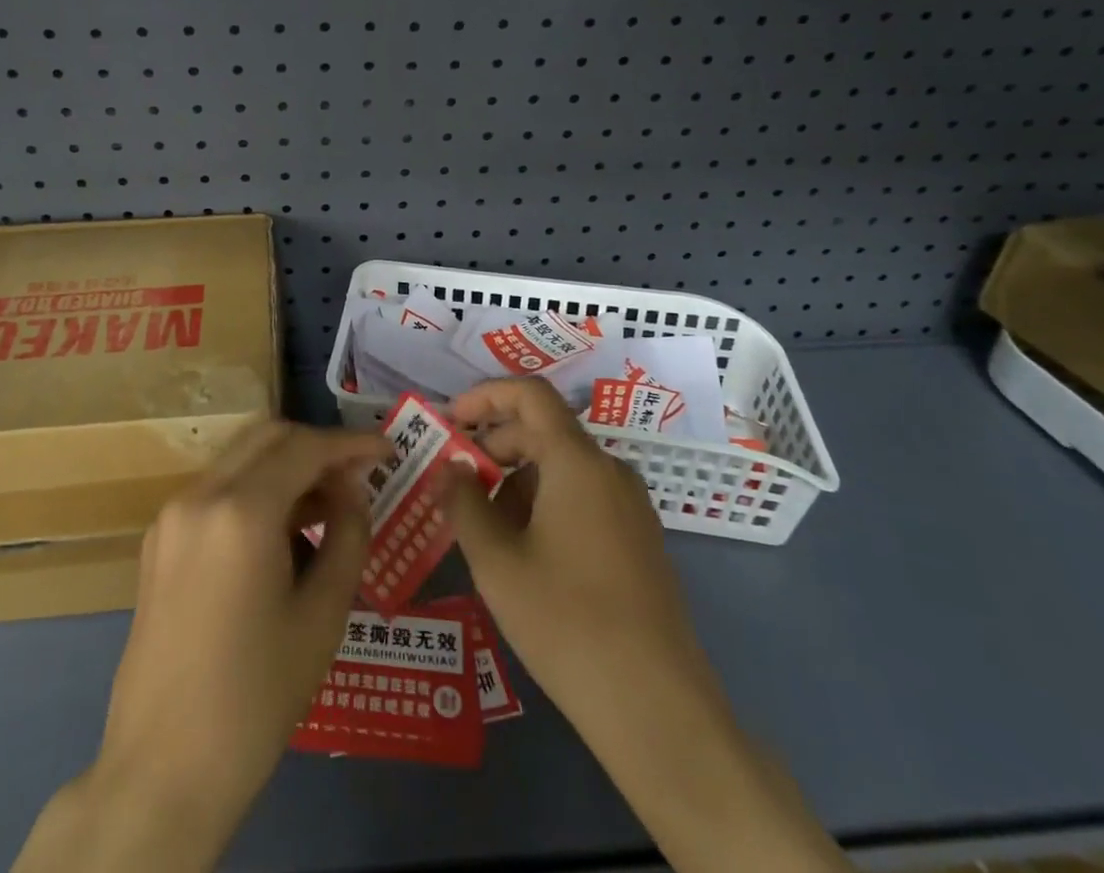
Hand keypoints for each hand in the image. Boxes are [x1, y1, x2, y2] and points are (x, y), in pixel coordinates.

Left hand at [15, 422, 389, 872]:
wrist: (162, 770)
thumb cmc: (256, 698)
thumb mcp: (322, 616)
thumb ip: (347, 534)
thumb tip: (353, 487)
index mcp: (241, 511)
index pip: (306, 447)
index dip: (352, 443)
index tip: (388, 451)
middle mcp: (200, 494)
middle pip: (269, 435)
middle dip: (317, 446)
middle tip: (356, 477)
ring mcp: (172, 514)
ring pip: (241, 456)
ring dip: (286, 465)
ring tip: (327, 506)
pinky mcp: (159, 538)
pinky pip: (218, 487)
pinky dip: (256, 487)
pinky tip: (283, 530)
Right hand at [448, 377, 848, 872]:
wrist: (657, 708)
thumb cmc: (566, 621)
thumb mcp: (497, 561)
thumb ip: (463, 502)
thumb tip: (447, 467)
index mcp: (578, 461)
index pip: (530, 394)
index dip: (486, 396)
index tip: (451, 420)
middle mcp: (610, 470)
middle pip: (544, 431)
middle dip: (495, 447)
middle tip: (457, 484)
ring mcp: (631, 507)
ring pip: (564, 468)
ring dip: (518, 481)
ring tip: (487, 529)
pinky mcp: (640, 541)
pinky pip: (585, 498)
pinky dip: (547, 504)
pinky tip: (527, 554)